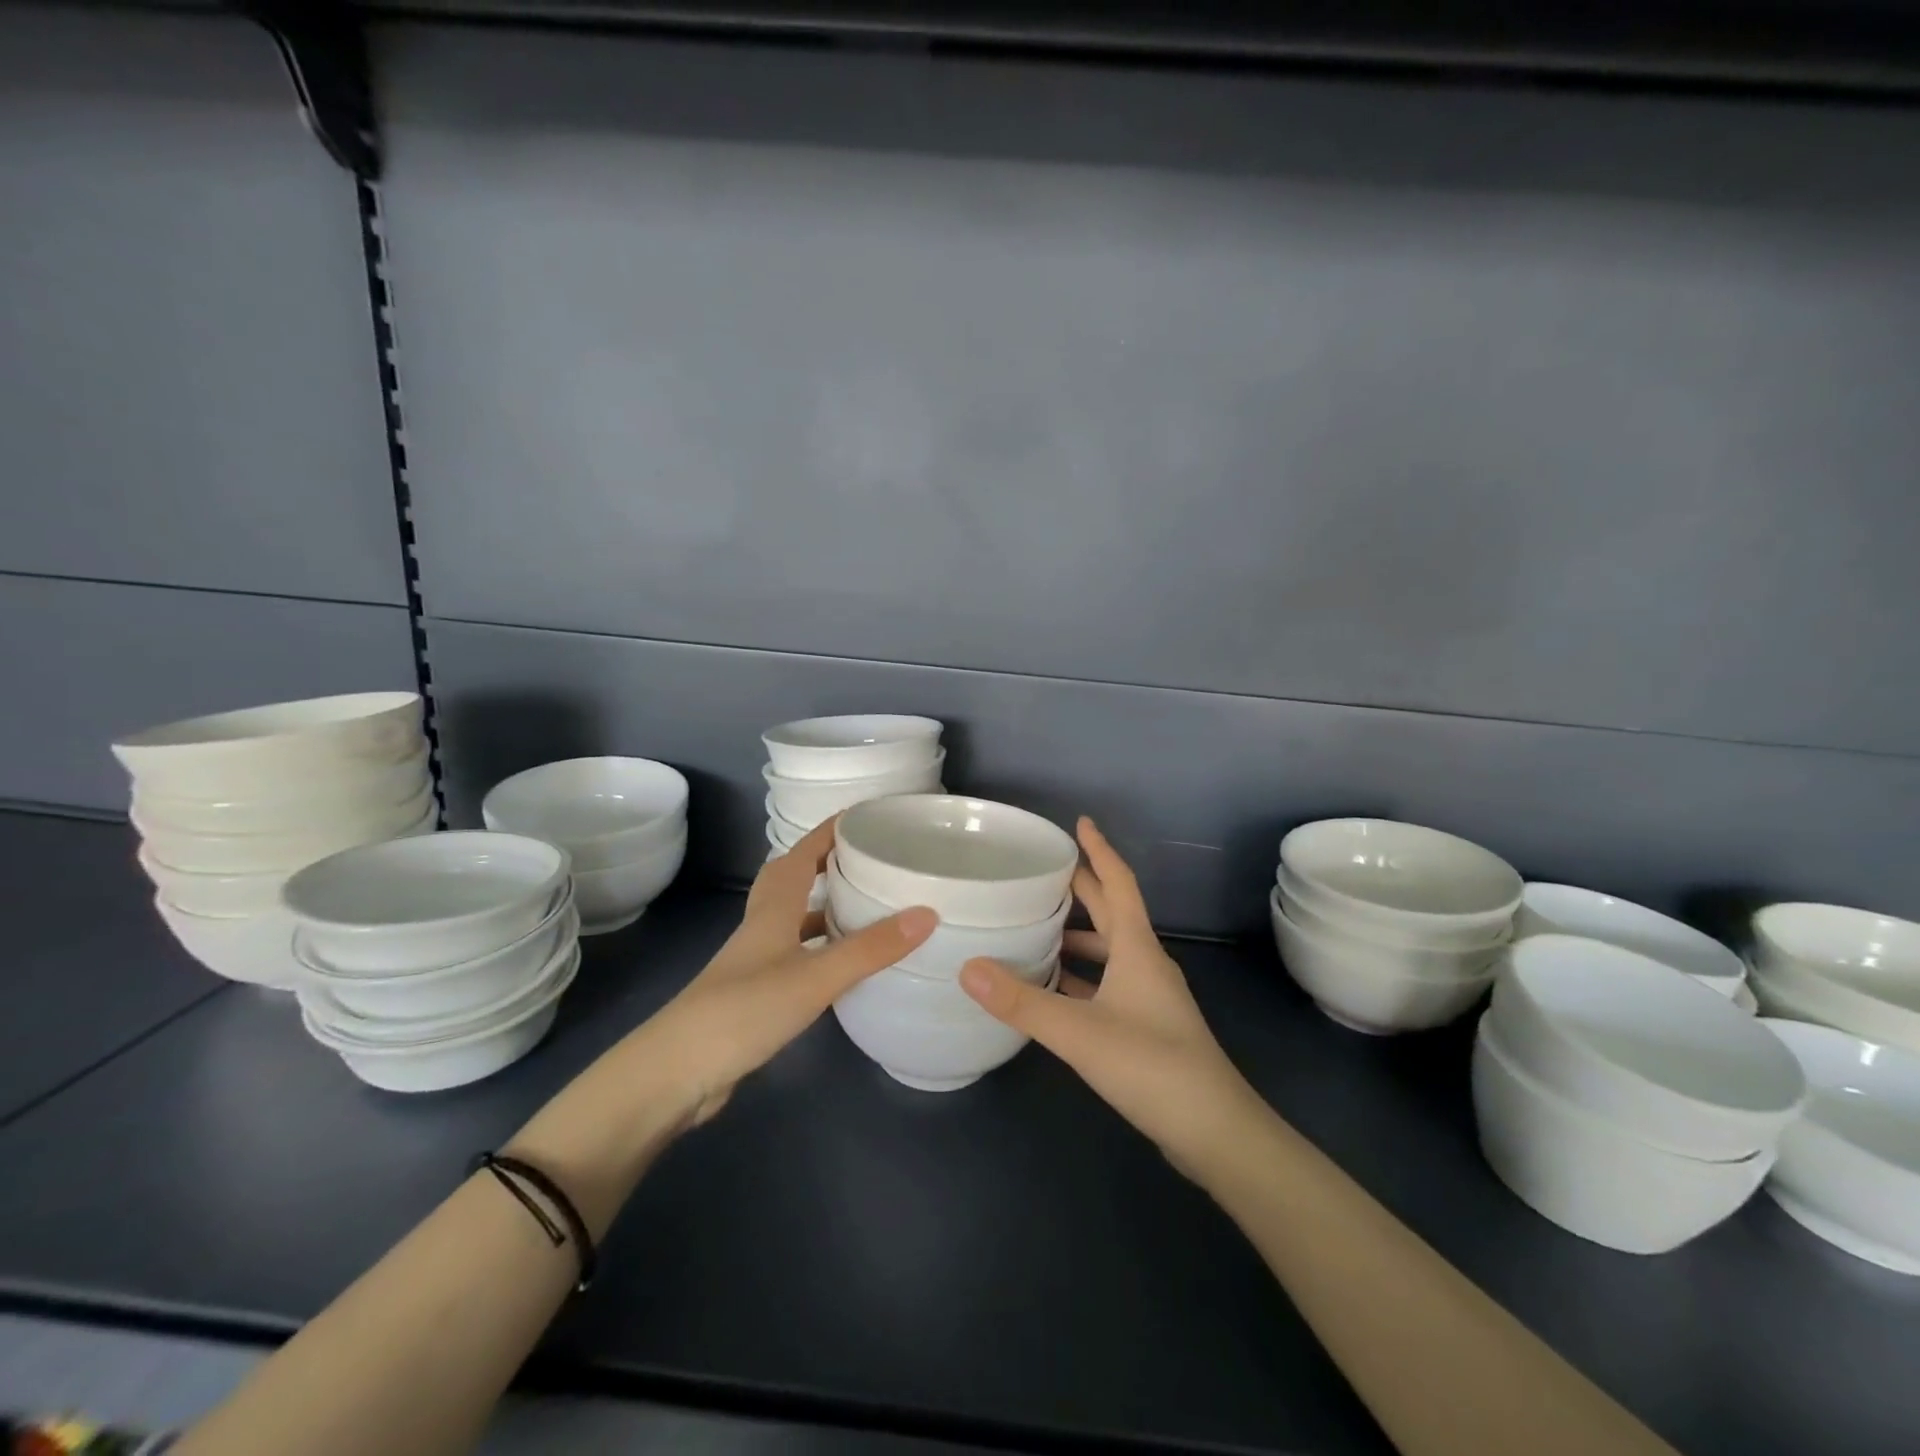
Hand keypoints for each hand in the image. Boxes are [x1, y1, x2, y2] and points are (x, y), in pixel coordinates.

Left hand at [643, 818, 935, 1127]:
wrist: (677, 1073)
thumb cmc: (744, 1010)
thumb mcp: (815, 977)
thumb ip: (869, 948)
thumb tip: (927, 913)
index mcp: (773, 910)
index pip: (801, 853)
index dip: (828, 830)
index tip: (863, 815)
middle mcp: (762, 927)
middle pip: (789, 878)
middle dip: (823, 861)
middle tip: (863, 857)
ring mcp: (755, 962)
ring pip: (791, 918)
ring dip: (821, 904)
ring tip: (862, 904)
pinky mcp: (755, 994)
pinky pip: (795, 953)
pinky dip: (818, 947)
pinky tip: (840, 964)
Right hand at [959, 818, 1258, 1173]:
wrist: (1214, 1131)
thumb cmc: (1151, 1065)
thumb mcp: (1079, 1032)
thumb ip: (1021, 1001)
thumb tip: (967, 967)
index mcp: (1137, 948)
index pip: (1118, 884)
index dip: (1099, 850)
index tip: (1080, 823)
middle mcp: (1146, 963)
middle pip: (1113, 912)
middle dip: (1083, 888)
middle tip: (1045, 872)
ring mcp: (1149, 996)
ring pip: (1109, 951)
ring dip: (1078, 936)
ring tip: (1036, 928)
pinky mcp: (1146, 1026)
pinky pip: (1107, 983)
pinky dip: (1081, 977)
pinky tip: (1053, 989)